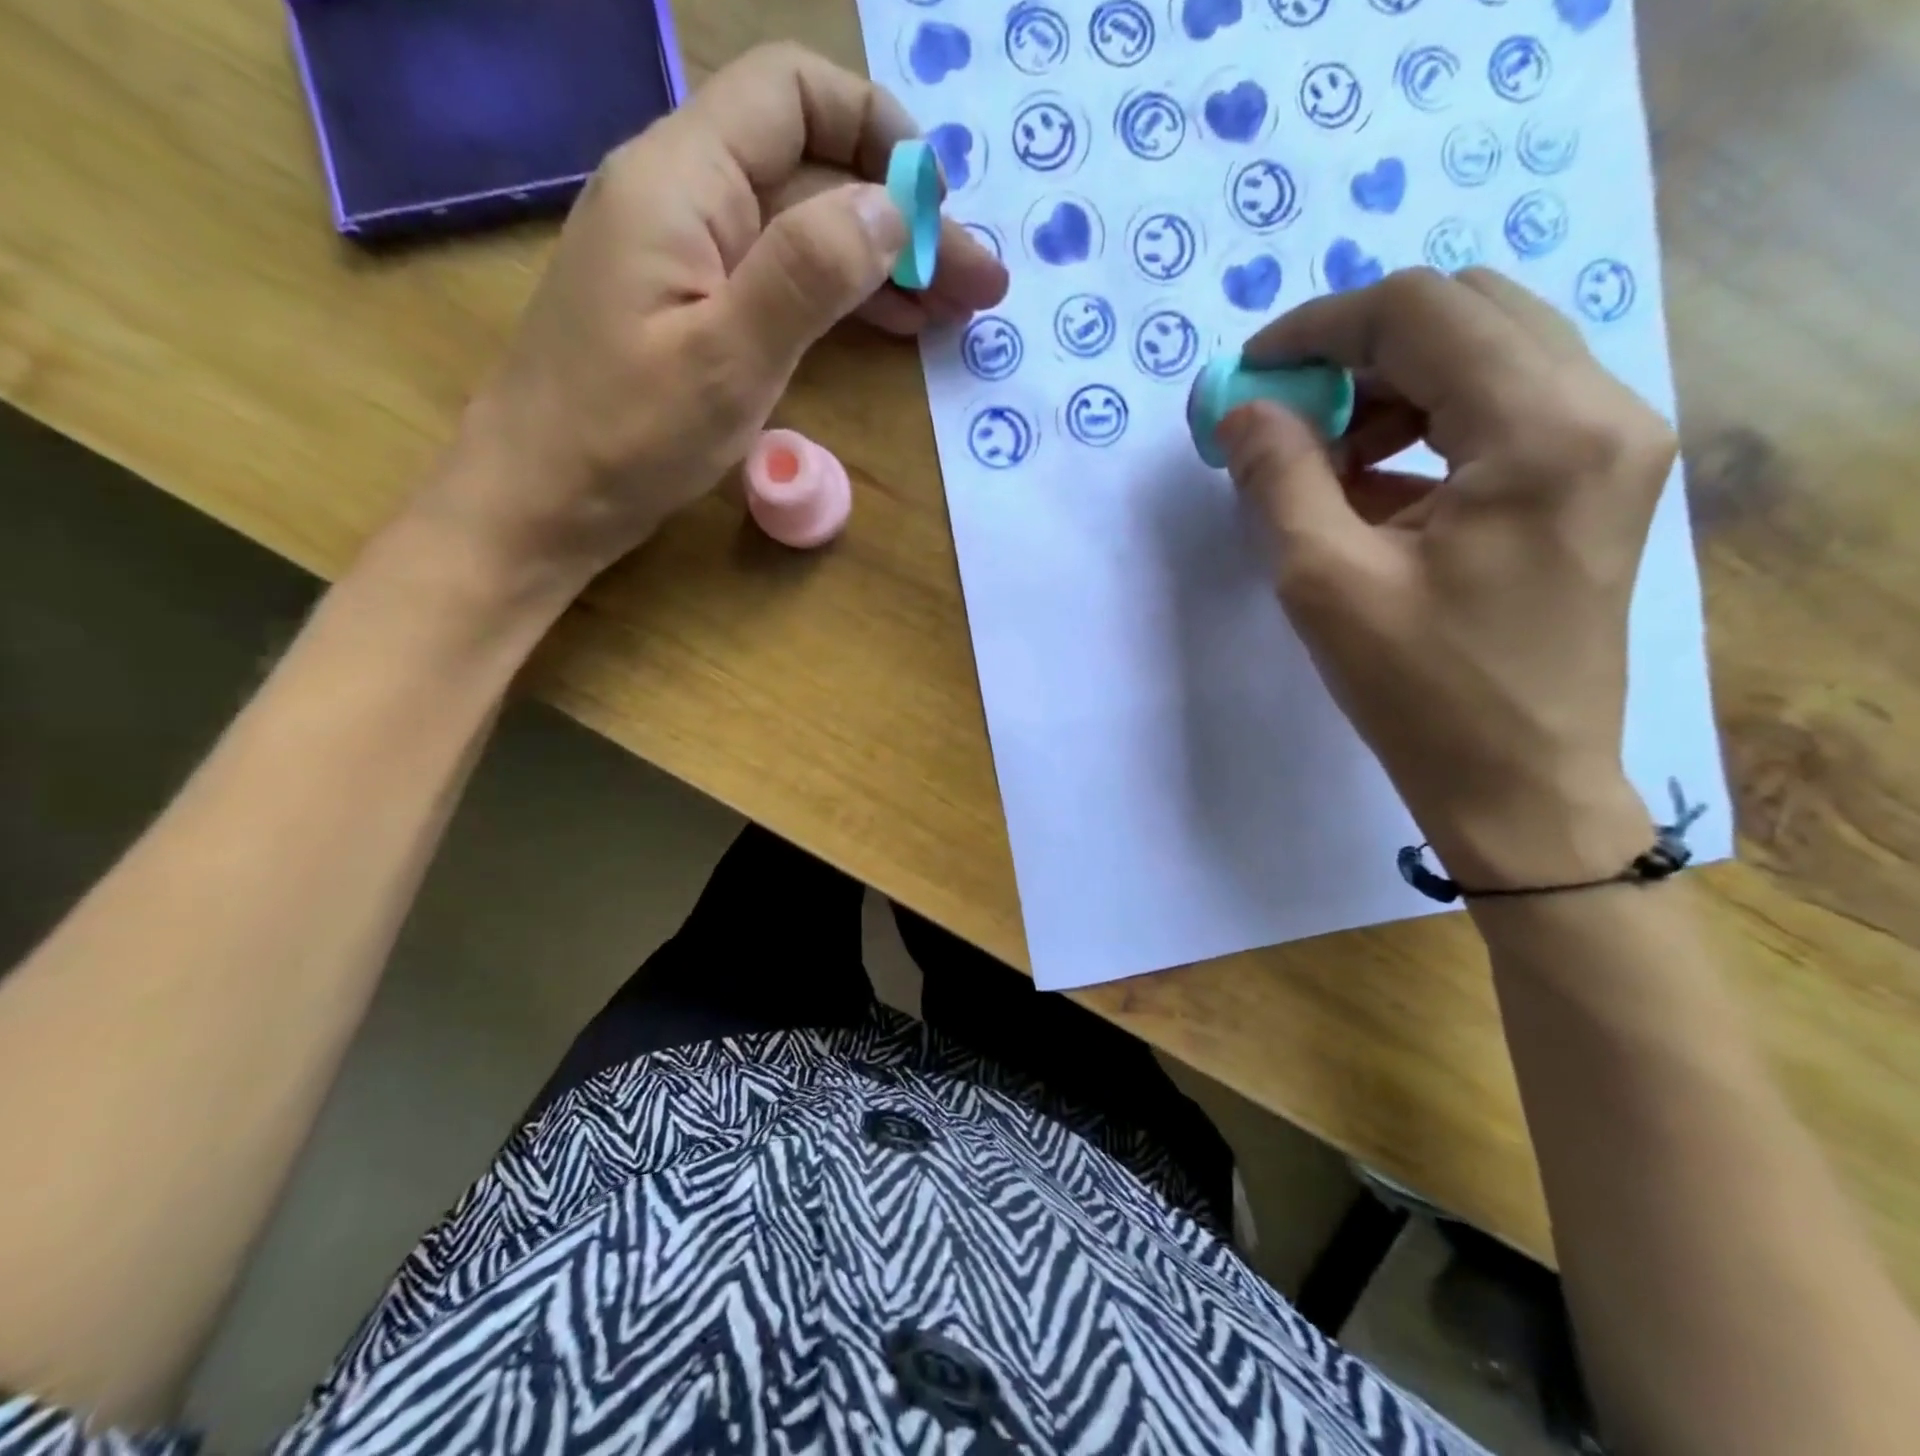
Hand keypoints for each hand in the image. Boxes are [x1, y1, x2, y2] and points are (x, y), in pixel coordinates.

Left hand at [418, 44, 1007, 594]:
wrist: (540, 499)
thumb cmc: (624, 436)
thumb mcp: (726, 358)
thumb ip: (808, 272)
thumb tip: (890, 207)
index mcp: (682, 182)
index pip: (792, 94)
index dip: (877, 131)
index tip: (938, 204)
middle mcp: (683, 198)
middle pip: (812, 172)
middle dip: (902, 219)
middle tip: (979, 285)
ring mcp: (686, 257)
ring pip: (802, 231)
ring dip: (882, 263)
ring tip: (955, 310)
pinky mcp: (691, 310)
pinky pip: (778, 280)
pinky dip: (840, 297)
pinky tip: (890, 325)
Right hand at [1217, 267, 1677, 888]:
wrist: (1520, 783)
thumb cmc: (1422, 694)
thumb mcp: (1324, 584)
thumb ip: (1278, 479)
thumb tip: (1244, 412)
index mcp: (1544, 431)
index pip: (1421, 312)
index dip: (1318, 327)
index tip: (1249, 373)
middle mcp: (1603, 410)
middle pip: (1465, 313)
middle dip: (1355, 350)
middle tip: (1285, 413)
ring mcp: (1611, 442)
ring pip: (1487, 352)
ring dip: (1389, 386)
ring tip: (1323, 459)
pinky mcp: (1596, 478)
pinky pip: (1503, 406)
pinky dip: (1424, 423)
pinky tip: (1372, 487)